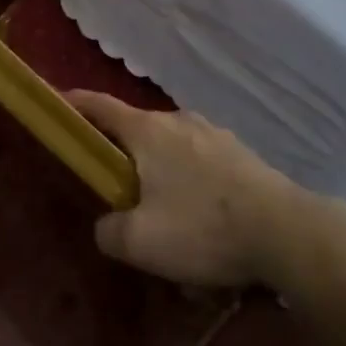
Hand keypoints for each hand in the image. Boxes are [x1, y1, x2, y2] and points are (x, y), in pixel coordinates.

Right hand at [68, 92, 298, 288]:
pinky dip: (194, 184)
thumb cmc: (203, 228)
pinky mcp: (242, 154)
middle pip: (138, 130)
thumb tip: (107, 225)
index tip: (59, 103)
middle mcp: (180, 121)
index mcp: (148, 131)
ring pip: (174, 149)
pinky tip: (205, 223)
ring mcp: (215, 134)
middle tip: (119, 190)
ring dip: (163, 174)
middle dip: (125, 155)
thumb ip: (109, 231)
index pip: (100, 106)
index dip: (76, 103)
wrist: (286, 232)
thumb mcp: (140, 242)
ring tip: (168, 217)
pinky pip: (203, 163)